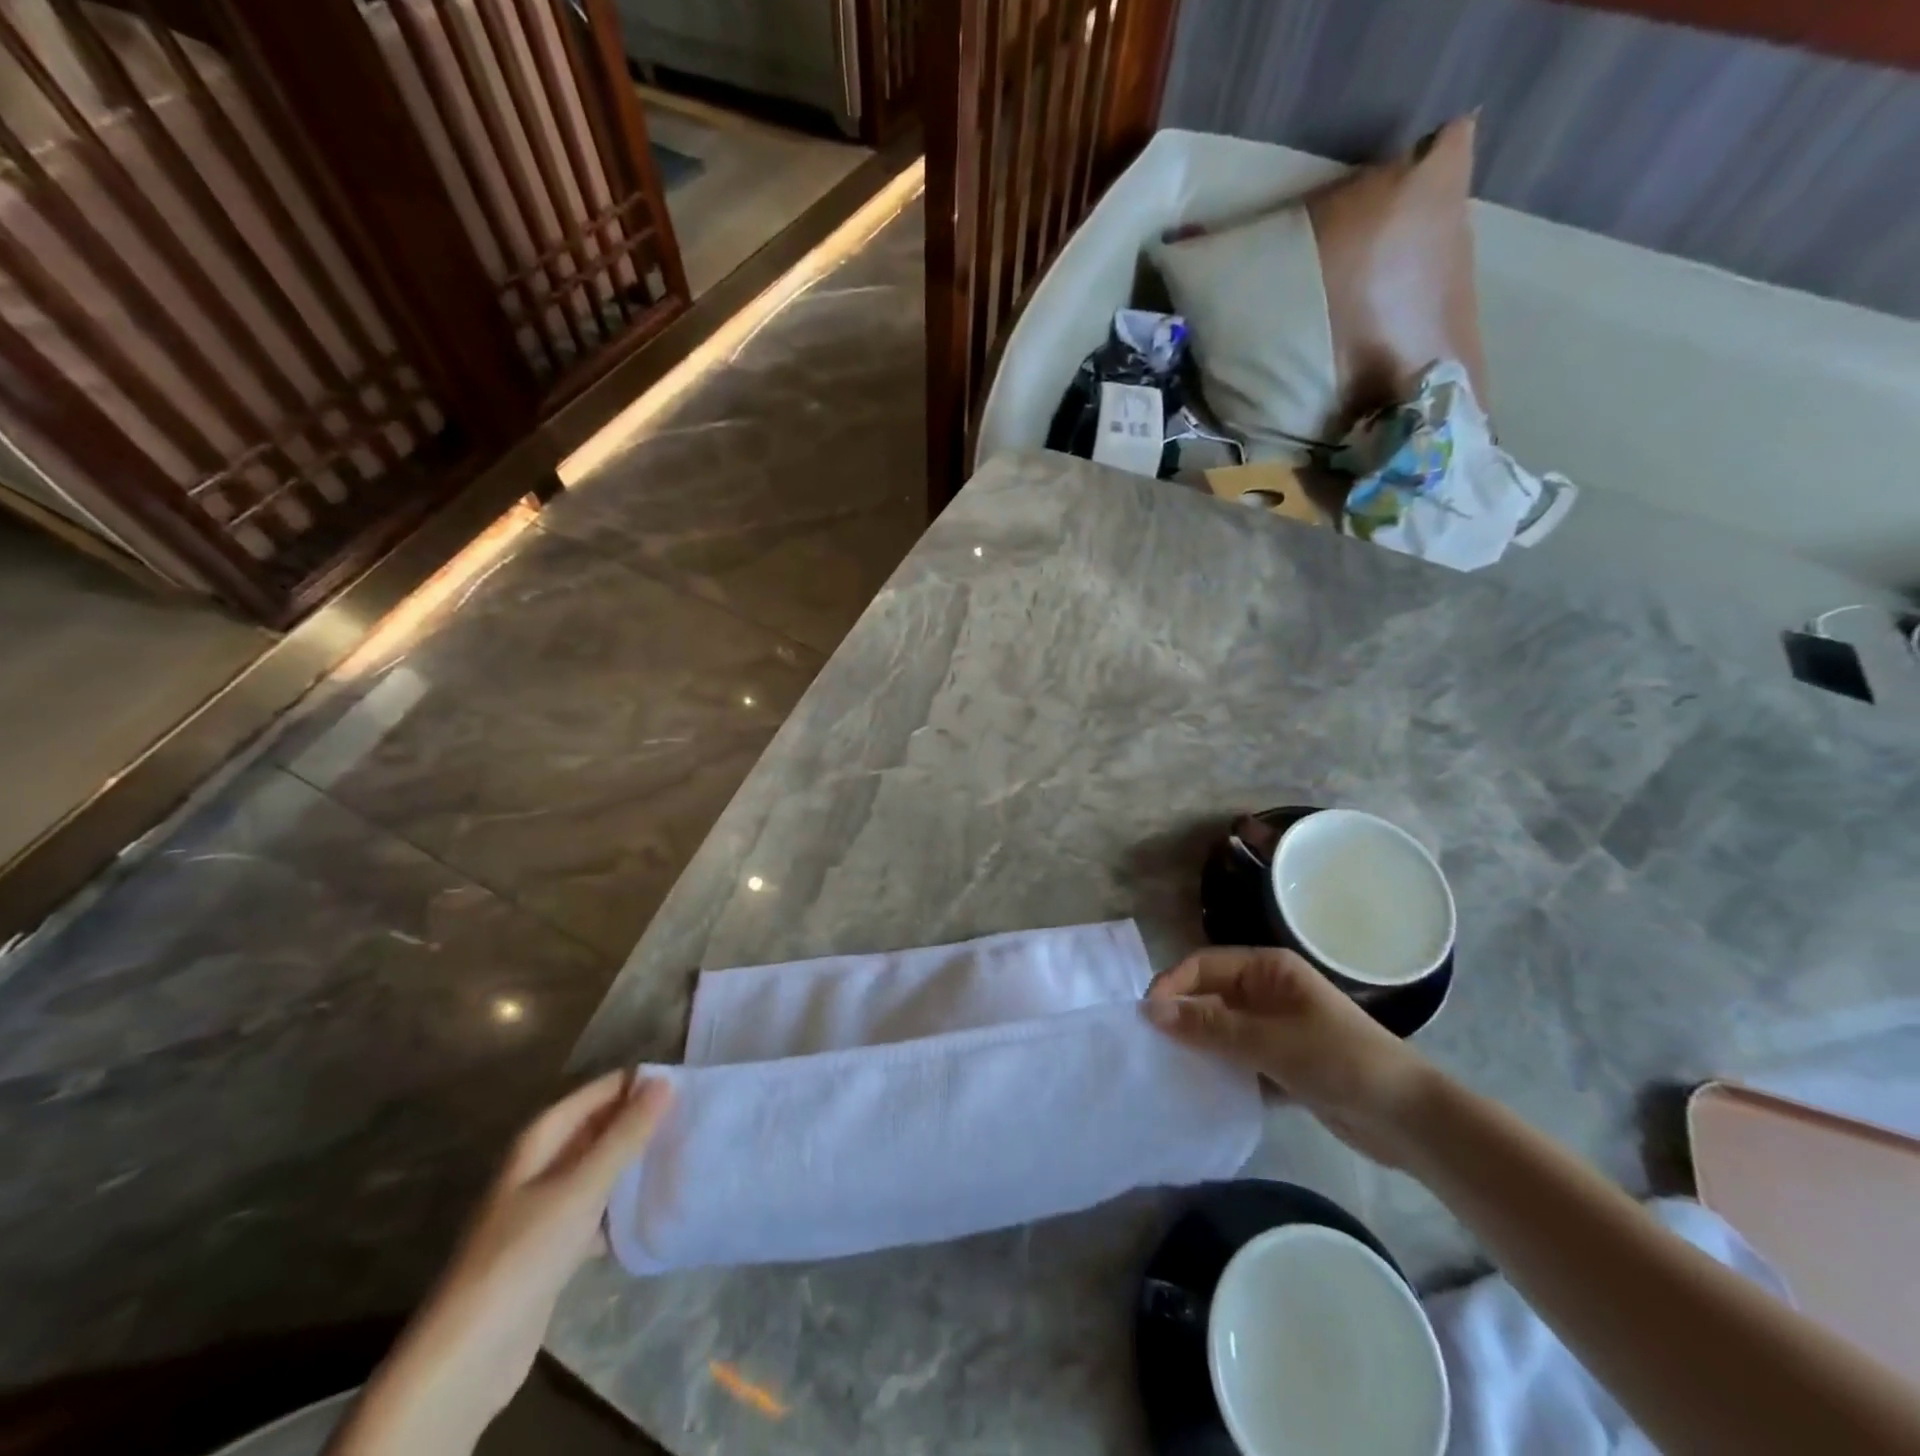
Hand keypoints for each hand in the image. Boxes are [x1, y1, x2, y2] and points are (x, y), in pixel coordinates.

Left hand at [330, 1073, 670, 1455]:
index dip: (639, 1084)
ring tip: (684, 1154)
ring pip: (601, 1168)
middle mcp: (543, 1163)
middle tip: (694, 1118)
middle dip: (642, 1122)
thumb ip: (626, 1135)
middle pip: (600, 1128)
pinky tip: (656, 1207)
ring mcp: (547, 1205)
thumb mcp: (582, 1186)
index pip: (600, 1091)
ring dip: (635, 1163)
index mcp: (542, 1138)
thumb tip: (665, 1082)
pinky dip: (623, 1205)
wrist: (470, 1352)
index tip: (688, 1084)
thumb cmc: (526, 1251)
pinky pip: (598, 1208)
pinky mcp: (555, 1244)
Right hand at [1145, 947, 1436, 1167]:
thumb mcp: (1270, 1041)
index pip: (1205, 965)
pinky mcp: (1280, 1061)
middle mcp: (1267, 991)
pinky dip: (1218, 1068)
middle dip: (1181, 1015)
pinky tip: (1197, 1086)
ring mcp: (1274, 1027)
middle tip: (1148, 1044)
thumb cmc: (1341, 1061)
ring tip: (1164, 1066)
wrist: (1409, 1120)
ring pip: (1220, 1027)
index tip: (1145, 1016)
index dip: (1173, 985)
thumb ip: (1210, 1027)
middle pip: (1209, 994)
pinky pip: (1236, 1056)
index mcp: (1268, 969)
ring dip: (1196, 1044)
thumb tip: (1151, 1011)